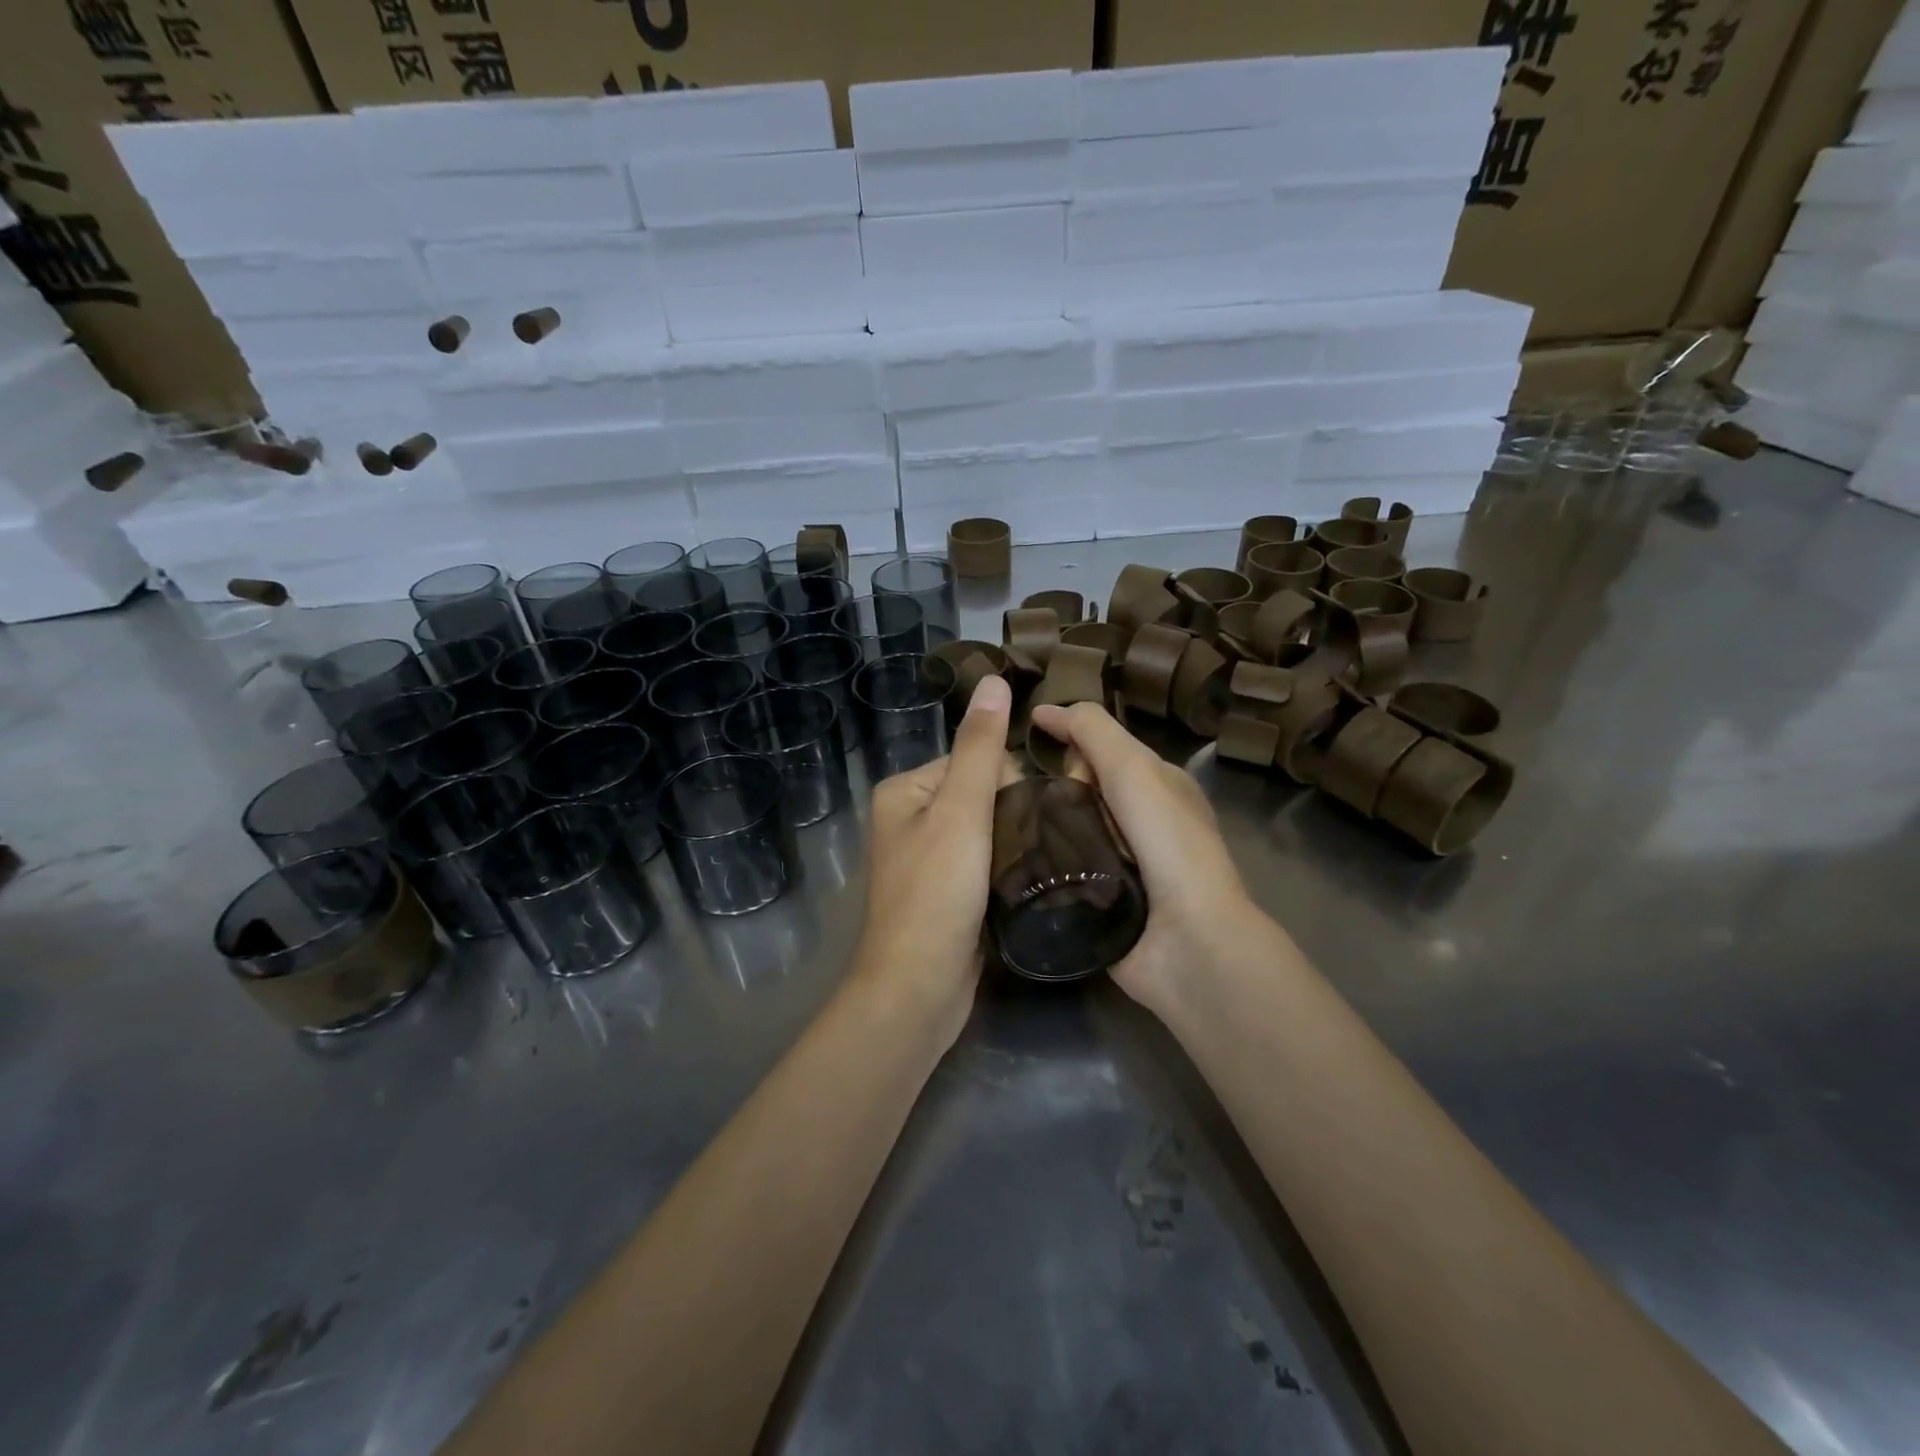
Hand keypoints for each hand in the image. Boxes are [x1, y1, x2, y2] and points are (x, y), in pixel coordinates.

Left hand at [850, 674, 1020, 1043]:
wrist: (917, 991)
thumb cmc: (935, 895)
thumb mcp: (960, 812)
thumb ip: (980, 747)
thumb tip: (994, 679)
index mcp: (905, 790)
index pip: (975, 760)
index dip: (1009, 783)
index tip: (1029, 818)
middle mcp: (910, 818)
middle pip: (984, 794)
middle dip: (1014, 816)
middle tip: (1033, 849)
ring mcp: (928, 858)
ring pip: (990, 831)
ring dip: (1015, 844)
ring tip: (1038, 865)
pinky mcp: (948, 892)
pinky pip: (986, 863)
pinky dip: (1007, 869)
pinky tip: (1026, 884)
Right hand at [1027, 701, 1274, 1015]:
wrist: (1186, 939)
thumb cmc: (1166, 842)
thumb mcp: (1134, 769)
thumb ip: (1093, 731)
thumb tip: (1045, 711)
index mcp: (1156, 786)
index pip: (1102, 747)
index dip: (1069, 735)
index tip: (1025, 733)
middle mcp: (1138, 821)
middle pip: (1079, 786)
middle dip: (1054, 783)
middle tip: (1035, 797)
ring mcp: (1118, 862)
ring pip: (1064, 827)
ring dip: (1039, 824)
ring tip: (1004, 823)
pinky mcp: (1096, 899)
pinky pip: (1059, 868)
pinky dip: (1039, 861)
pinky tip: (1010, 858)